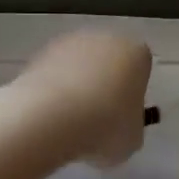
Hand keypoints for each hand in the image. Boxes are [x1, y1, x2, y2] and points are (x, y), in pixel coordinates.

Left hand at [8, 30, 152, 167]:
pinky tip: (49, 117)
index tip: (122, 117)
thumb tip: (120, 128)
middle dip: (103, 86)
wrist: (51, 119)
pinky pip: (53, 75)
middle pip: (108, 63)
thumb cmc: (105, 127)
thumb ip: (131, 127)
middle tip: (96, 120)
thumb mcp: (132, 139)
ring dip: (76, 88)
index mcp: (136, 54)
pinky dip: (52, 92)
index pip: (140, 69)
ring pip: (78, 67)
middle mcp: (104, 39)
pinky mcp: (38, 54)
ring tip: (69, 123)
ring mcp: (68, 43)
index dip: (132, 94)